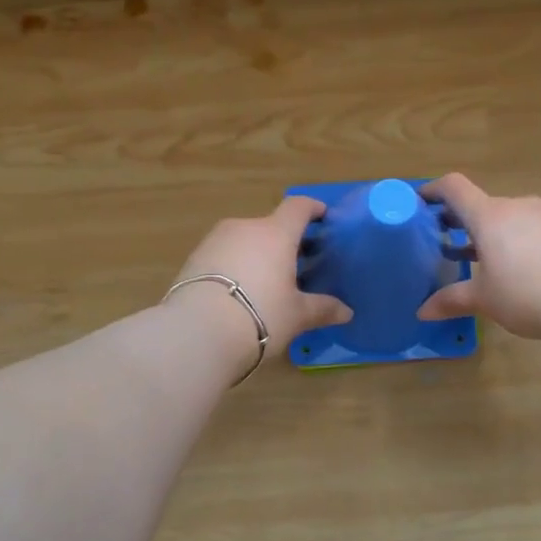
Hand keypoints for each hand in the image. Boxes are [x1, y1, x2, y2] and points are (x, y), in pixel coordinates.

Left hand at [168, 196, 351, 368]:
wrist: (197, 332)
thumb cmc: (260, 315)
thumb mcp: (296, 315)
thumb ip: (322, 308)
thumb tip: (347, 312)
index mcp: (275, 233)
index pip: (298, 207)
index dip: (312, 209)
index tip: (323, 216)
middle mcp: (244, 228)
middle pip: (270, 226)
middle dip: (285, 241)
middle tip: (298, 264)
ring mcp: (215, 241)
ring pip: (245, 240)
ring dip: (258, 254)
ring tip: (267, 281)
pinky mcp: (193, 259)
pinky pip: (223, 255)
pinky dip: (236, 266)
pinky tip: (239, 292)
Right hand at [416, 174, 540, 344]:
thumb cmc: (529, 295)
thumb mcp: (485, 300)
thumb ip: (451, 300)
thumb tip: (422, 311)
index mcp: (489, 216)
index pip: (454, 188)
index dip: (433, 190)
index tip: (420, 202)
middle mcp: (517, 206)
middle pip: (481, 205)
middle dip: (461, 222)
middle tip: (446, 246)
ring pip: (508, 218)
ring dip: (490, 234)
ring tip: (482, 262)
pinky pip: (531, 228)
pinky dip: (515, 240)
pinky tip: (519, 269)